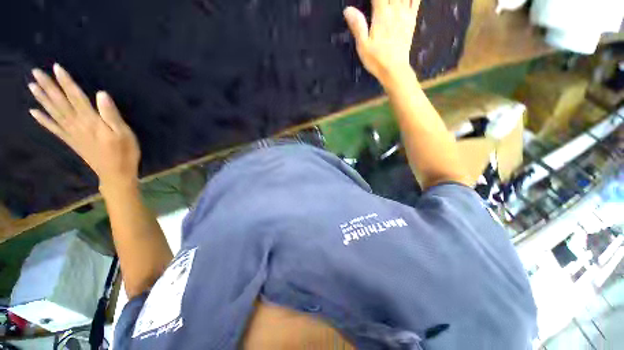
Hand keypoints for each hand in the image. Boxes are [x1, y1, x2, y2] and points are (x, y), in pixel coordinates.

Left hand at [28, 64, 140, 189]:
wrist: (116, 174)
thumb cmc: (125, 153)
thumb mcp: (124, 134)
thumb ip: (112, 115)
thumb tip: (101, 94)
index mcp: (91, 121)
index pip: (76, 97)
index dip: (67, 82)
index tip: (56, 68)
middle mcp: (77, 124)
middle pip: (60, 103)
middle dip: (48, 87)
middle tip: (35, 72)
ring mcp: (72, 133)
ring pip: (54, 113)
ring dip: (42, 99)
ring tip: (32, 86)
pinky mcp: (71, 141)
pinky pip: (53, 129)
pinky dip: (43, 120)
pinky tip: (33, 112)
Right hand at [344, 0, 419, 85]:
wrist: (394, 70)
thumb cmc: (376, 60)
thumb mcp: (363, 46)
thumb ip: (357, 26)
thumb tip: (347, 9)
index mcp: (381, 14)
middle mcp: (395, 10)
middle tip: (380, 0)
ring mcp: (405, 14)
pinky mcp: (412, 20)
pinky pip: (416, 1)